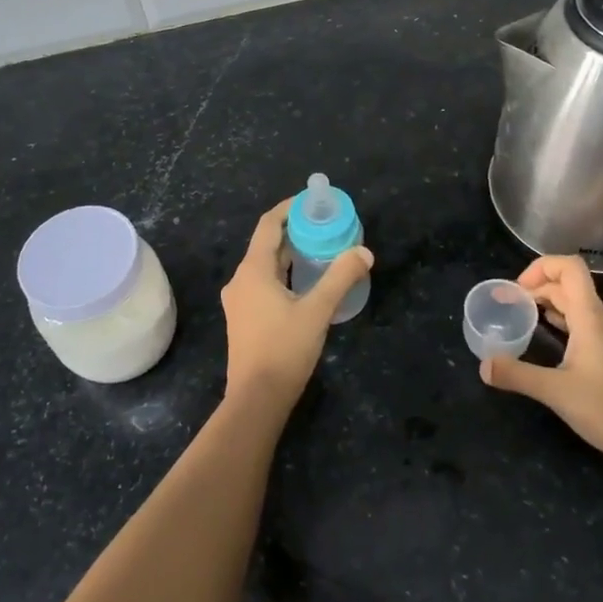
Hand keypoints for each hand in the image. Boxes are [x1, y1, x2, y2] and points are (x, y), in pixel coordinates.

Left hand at [220, 200, 372, 410]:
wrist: (256, 400)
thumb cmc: (284, 350)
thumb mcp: (318, 311)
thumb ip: (340, 278)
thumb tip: (363, 252)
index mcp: (253, 271)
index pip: (268, 225)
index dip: (289, 208)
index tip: (312, 201)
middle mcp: (240, 280)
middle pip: (267, 245)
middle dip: (294, 232)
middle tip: (325, 226)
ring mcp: (238, 301)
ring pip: (265, 267)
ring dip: (290, 255)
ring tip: (320, 251)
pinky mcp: (243, 319)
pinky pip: (263, 284)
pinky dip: (284, 275)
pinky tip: (306, 284)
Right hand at [479, 255, 602, 471]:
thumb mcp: (555, 392)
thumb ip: (516, 374)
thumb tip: (483, 366)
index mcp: (591, 318)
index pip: (570, 268)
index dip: (541, 267)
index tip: (516, 289)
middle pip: (569, 285)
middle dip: (536, 287)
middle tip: (507, 304)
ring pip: (577, 305)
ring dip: (548, 303)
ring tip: (521, 316)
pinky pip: (584, 323)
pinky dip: (561, 321)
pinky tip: (546, 338)